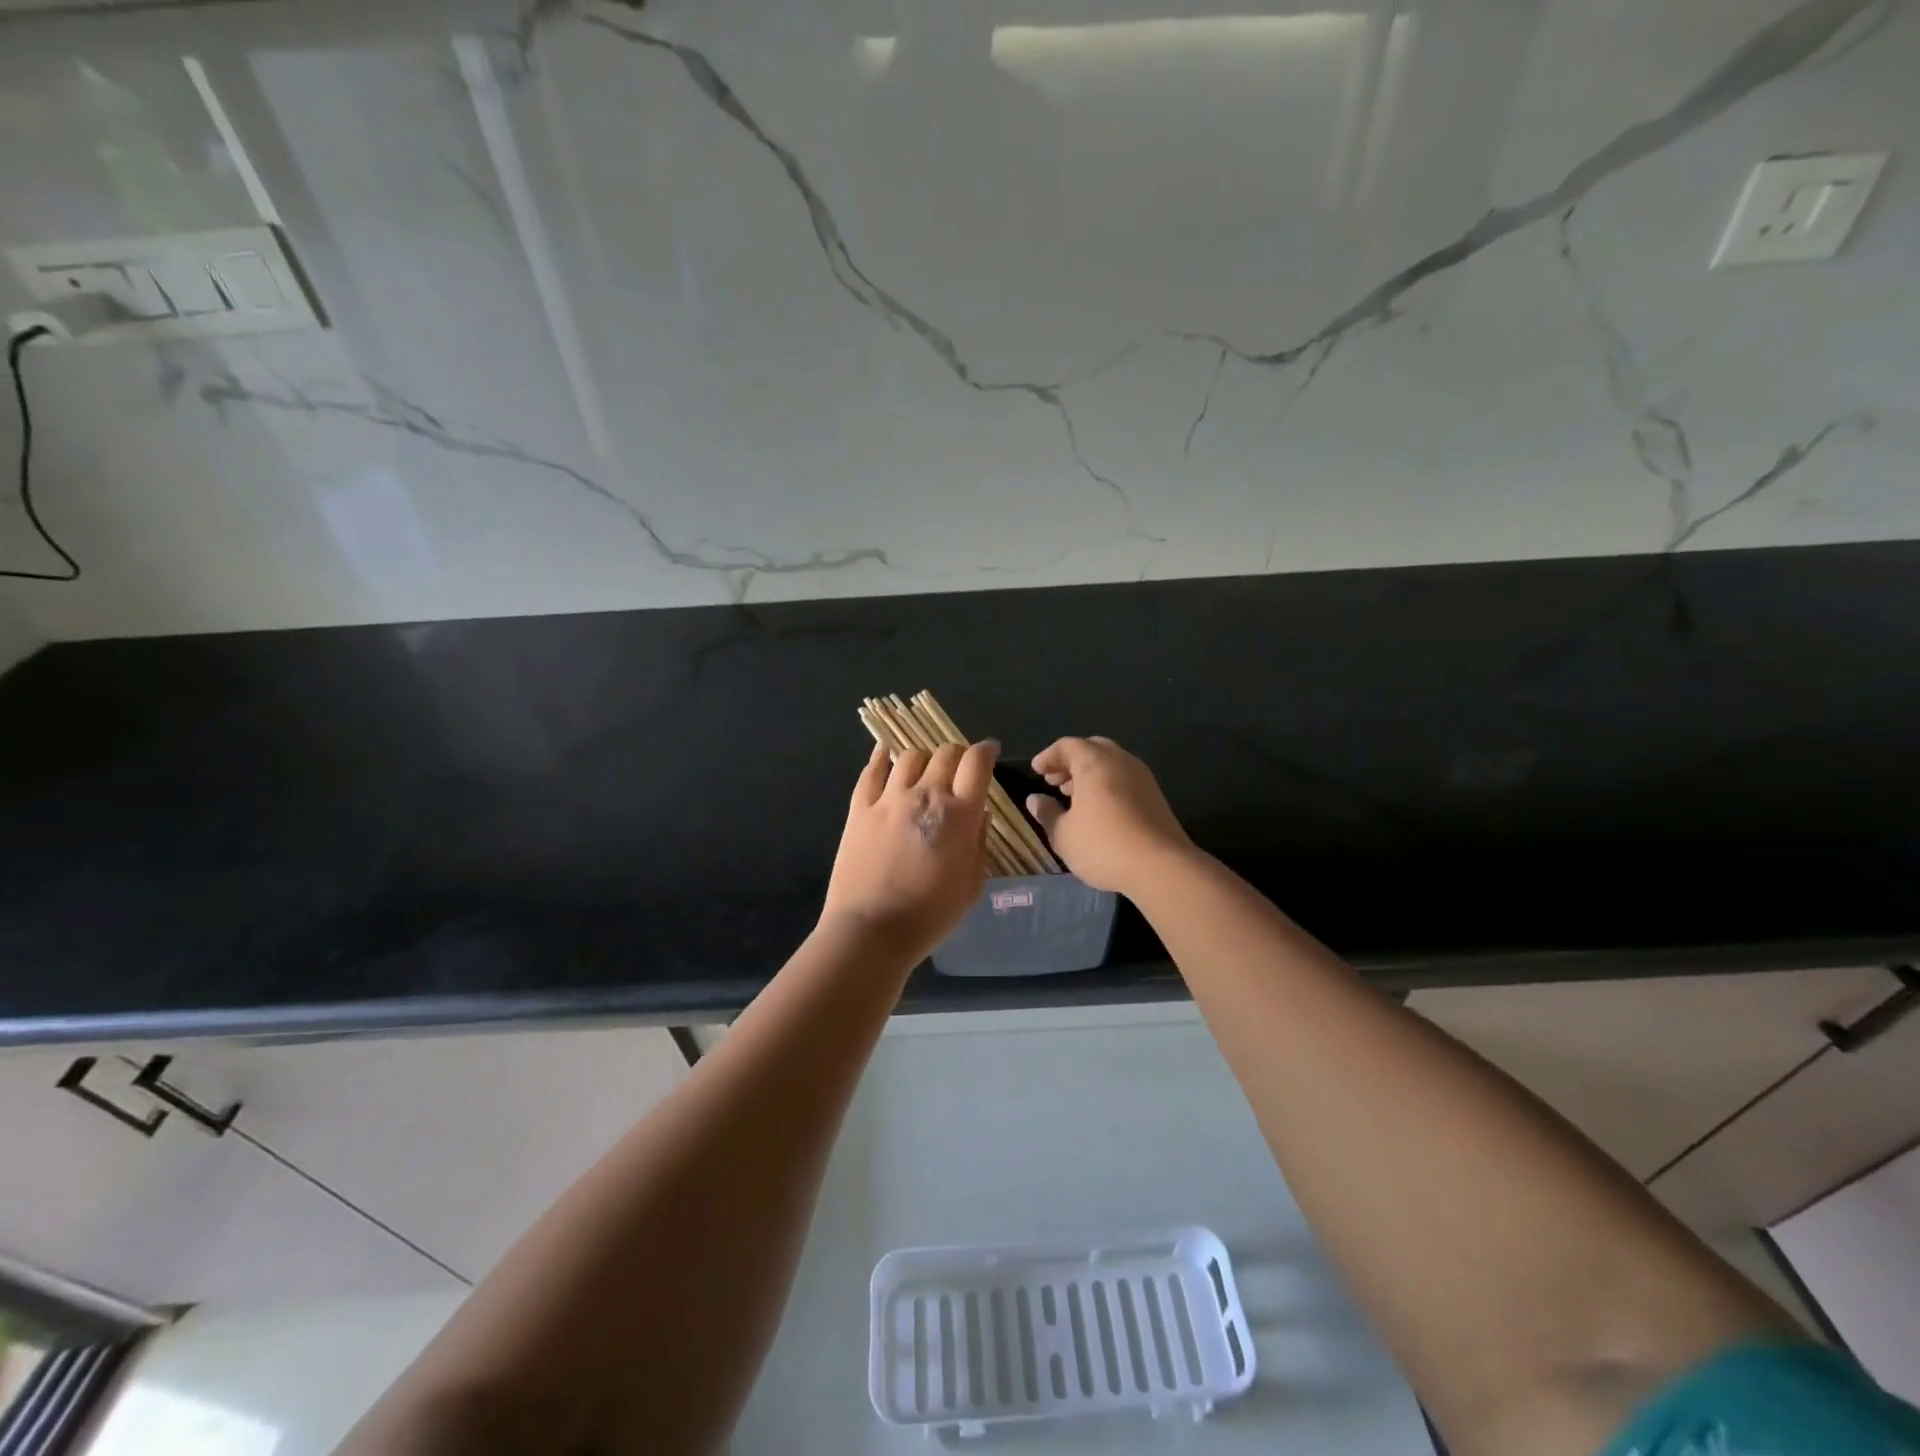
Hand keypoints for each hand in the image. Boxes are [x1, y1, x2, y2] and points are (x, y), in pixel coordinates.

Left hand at [821, 739, 998, 959]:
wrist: (871, 931)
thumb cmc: (930, 916)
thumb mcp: (971, 885)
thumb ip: (979, 843)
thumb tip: (979, 814)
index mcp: (959, 814)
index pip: (976, 763)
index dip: (986, 751)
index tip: (989, 751)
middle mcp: (925, 795)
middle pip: (945, 753)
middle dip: (958, 755)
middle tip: (959, 768)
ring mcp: (889, 799)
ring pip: (910, 756)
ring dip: (924, 759)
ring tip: (925, 771)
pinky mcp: (860, 809)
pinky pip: (871, 771)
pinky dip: (880, 757)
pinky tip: (884, 753)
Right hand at [1026, 736, 1194, 894]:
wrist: (1161, 867)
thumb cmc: (1103, 845)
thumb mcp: (1064, 834)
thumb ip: (1047, 813)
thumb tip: (1035, 799)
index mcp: (1094, 763)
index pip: (1067, 745)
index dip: (1049, 756)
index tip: (1036, 771)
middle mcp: (1120, 761)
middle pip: (1092, 748)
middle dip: (1071, 762)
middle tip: (1055, 781)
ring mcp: (1142, 777)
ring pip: (1111, 763)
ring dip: (1090, 773)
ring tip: (1074, 796)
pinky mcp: (1156, 796)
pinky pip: (1125, 778)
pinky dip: (1107, 784)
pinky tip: (1099, 809)